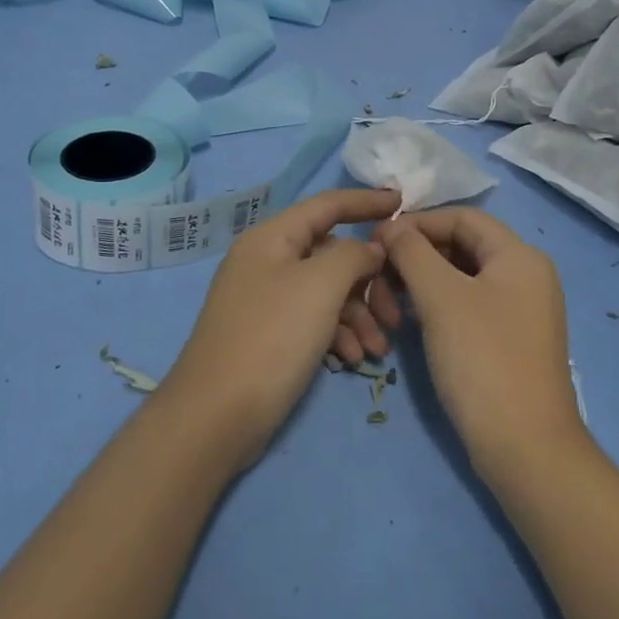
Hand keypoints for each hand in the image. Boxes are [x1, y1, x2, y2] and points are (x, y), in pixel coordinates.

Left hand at [165, 188, 400, 466]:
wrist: (216, 416)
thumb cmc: (271, 338)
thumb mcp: (320, 286)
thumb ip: (354, 255)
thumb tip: (370, 249)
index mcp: (272, 238)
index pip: (327, 205)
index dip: (365, 201)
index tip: (403, 202)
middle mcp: (267, 262)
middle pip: (331, 254)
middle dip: (368, 281)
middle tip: (396, 312)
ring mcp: (266, 300)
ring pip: (326, 292)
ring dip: (358, 315)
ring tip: (377, 349)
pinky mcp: (269, 335)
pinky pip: (313, 320)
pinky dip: (337, 335)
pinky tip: (352, 360)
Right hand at [375, 209, 587, 479]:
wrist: (525, 448)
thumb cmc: (483, 360)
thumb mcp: (441, 298)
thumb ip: (412, 252)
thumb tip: (391, 227)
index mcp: (519, 255)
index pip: (462, 217)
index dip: (417, 223)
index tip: (378, 242)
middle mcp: (526, 275)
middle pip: (461, 246)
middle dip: (416, 258)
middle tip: (378, 280)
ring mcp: (521, 310)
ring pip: (460, 279)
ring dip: (421, 285)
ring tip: (390, 309)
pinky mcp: (510, 341)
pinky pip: (468, 307)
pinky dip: (437, 308)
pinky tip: (411, 324)